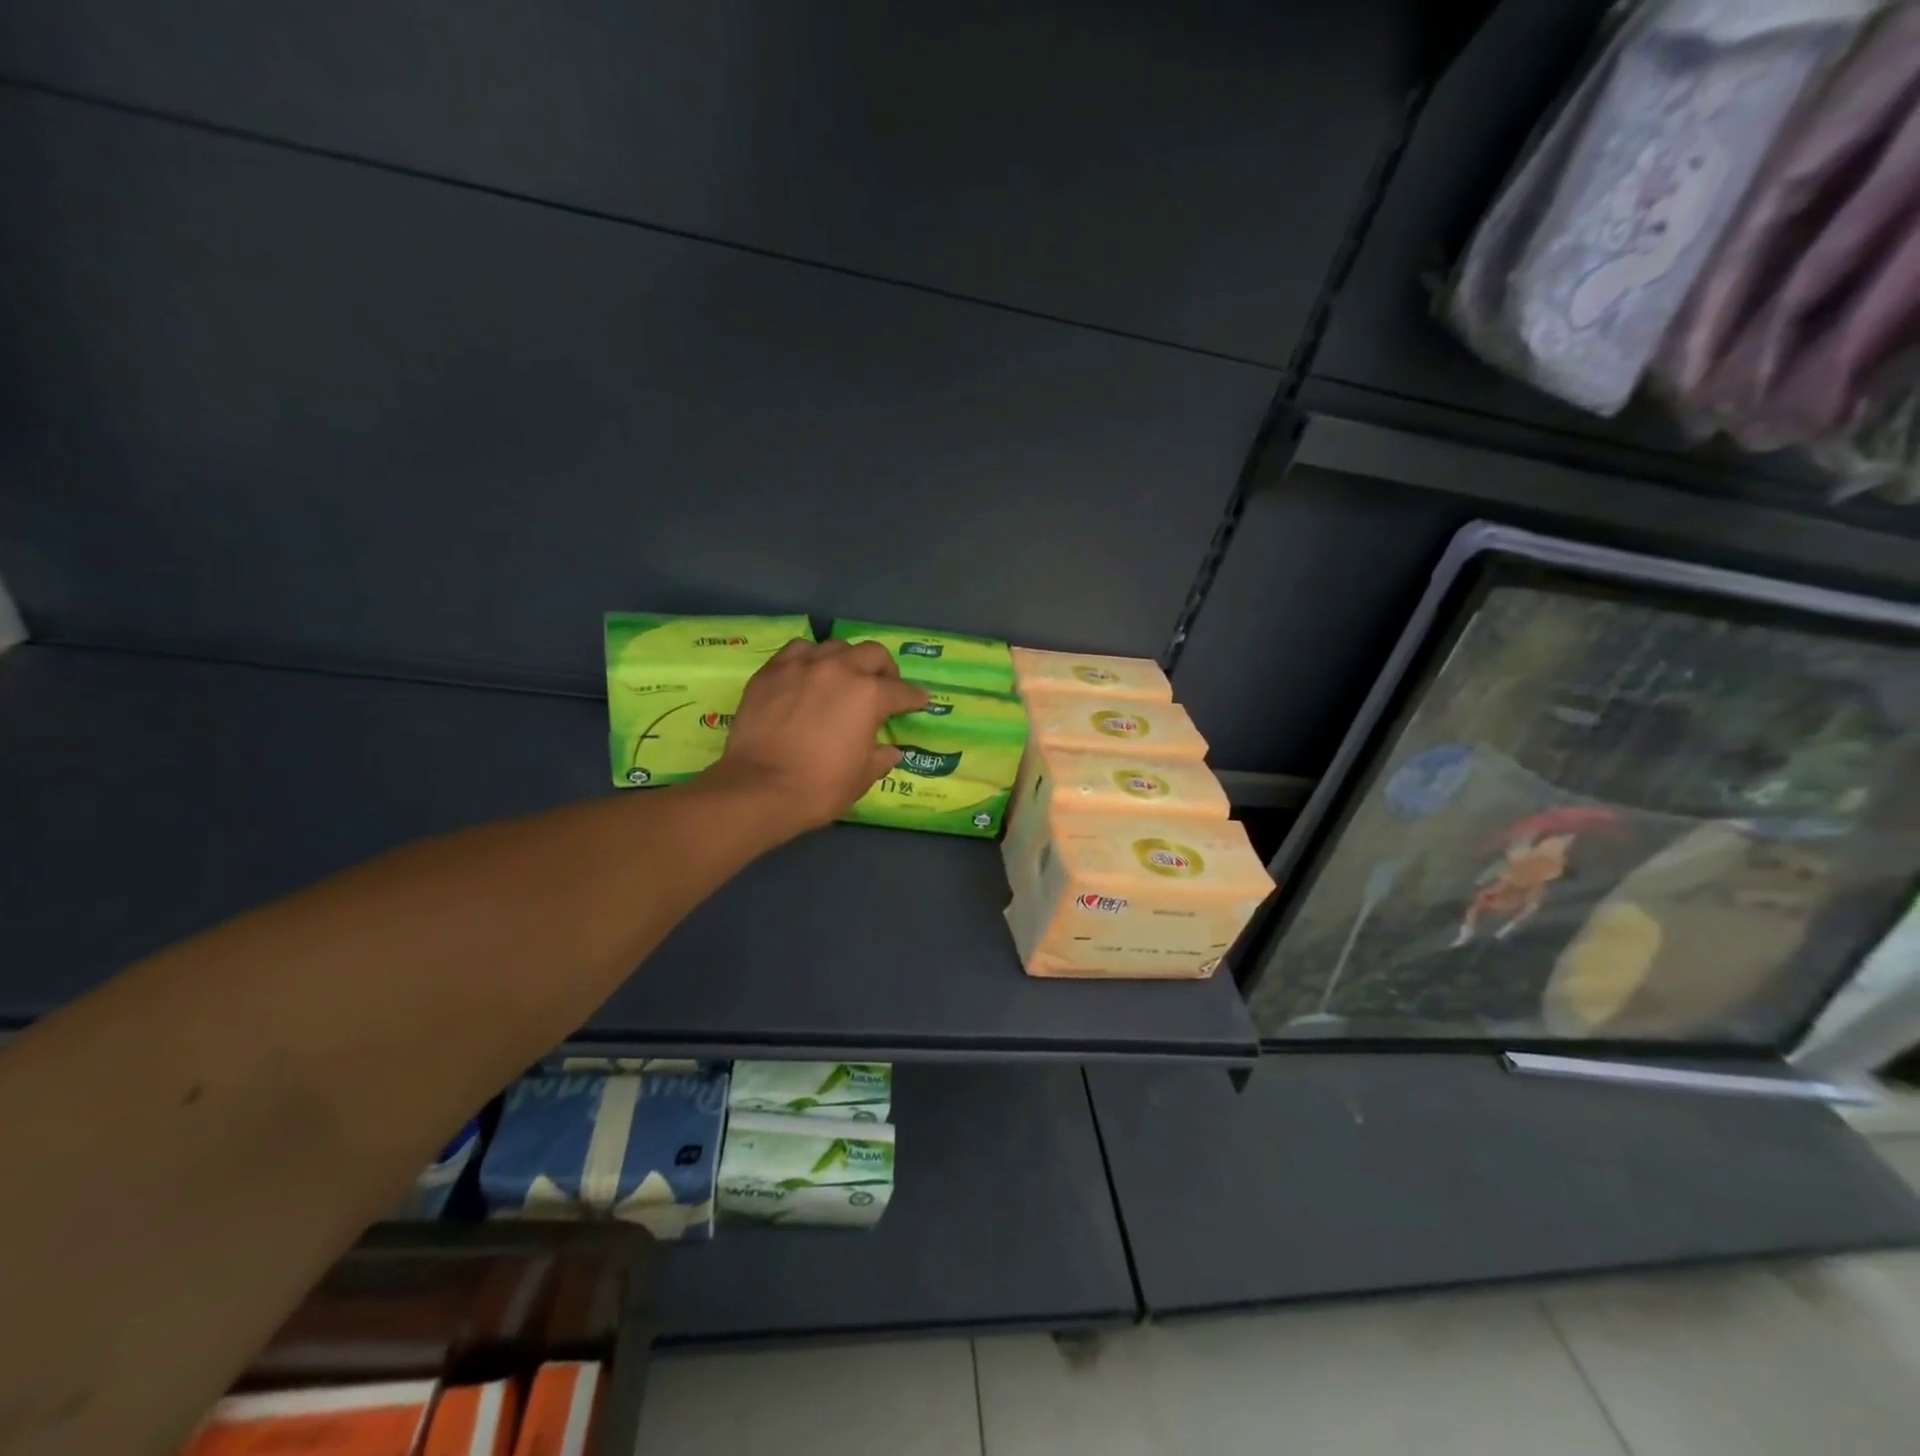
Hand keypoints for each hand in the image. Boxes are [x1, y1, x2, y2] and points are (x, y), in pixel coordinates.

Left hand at [704, 639, 928, 836]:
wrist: (759, 788)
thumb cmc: (819, 787)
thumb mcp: (861, 778)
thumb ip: (880, 758)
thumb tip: (889, 751)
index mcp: (870, 695)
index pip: (902, 691)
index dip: (915, 697)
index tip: (919, 701)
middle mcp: (840, 670)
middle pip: (873, 654)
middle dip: (885, 669)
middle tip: (884, 685)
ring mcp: (803, 666)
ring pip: (835, 647)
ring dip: (847, 660)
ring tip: (844, 676)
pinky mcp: (772, 671)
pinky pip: (798, 651)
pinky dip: (810, 659)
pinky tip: (808, 674)